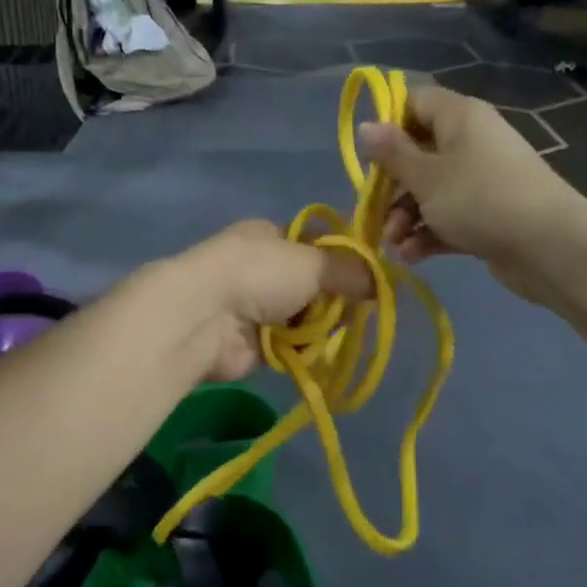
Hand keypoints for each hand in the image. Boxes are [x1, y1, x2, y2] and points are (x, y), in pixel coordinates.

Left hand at [167, 220, 374, 381]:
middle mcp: (262, 267)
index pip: (315, 242)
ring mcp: (256, 306)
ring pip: (306, 317)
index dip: (340, 258)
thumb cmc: (259, 274)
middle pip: (313, 283)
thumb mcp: (313, 261)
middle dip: (334, 298)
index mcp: (270, 235)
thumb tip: (380, 282)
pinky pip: (292, 346)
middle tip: (353, 309)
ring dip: (320, 326)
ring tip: (331, 331)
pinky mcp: (255, 343)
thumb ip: (351, 271)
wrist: (205, 317)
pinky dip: (304, 349)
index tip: (365, 276)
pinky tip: (314, 351)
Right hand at [357, 85, 586, 297]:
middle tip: (375, 211)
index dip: (388, 124)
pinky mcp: (487, 213)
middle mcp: (471, 141)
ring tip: (395, 243)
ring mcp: (481, 179)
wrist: (550, 248)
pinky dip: (429, 233)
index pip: (415, 102)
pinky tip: (412, 256)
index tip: (368, 155)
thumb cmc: (479, 199)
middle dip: (392, 186)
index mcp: (459, 117)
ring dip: (406, 216)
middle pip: (418, 152)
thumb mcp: (426, 176)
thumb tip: (366, 126)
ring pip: (430, 189)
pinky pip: (448, 216)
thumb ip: (392, 153)